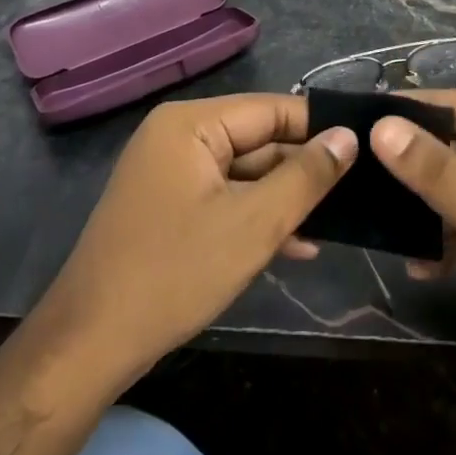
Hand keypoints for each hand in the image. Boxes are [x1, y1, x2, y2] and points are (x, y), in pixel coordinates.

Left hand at [29, 94, 355, 396]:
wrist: (89, 345)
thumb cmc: (174, 274)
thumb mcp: (253, 225)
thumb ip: (305, 176)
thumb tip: (348, 136)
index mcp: (192, 124)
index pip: (271, 109)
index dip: (319, 128)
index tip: (366, 146)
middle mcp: (179, 136)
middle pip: (257, 141)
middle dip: (303, 170)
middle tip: (358, 191)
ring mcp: (170, 172)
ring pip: (244, 173)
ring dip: (284, 199)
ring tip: (337, 221)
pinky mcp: (168, 205)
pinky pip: (223, 196)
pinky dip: (256, 216)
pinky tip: (297, 245)